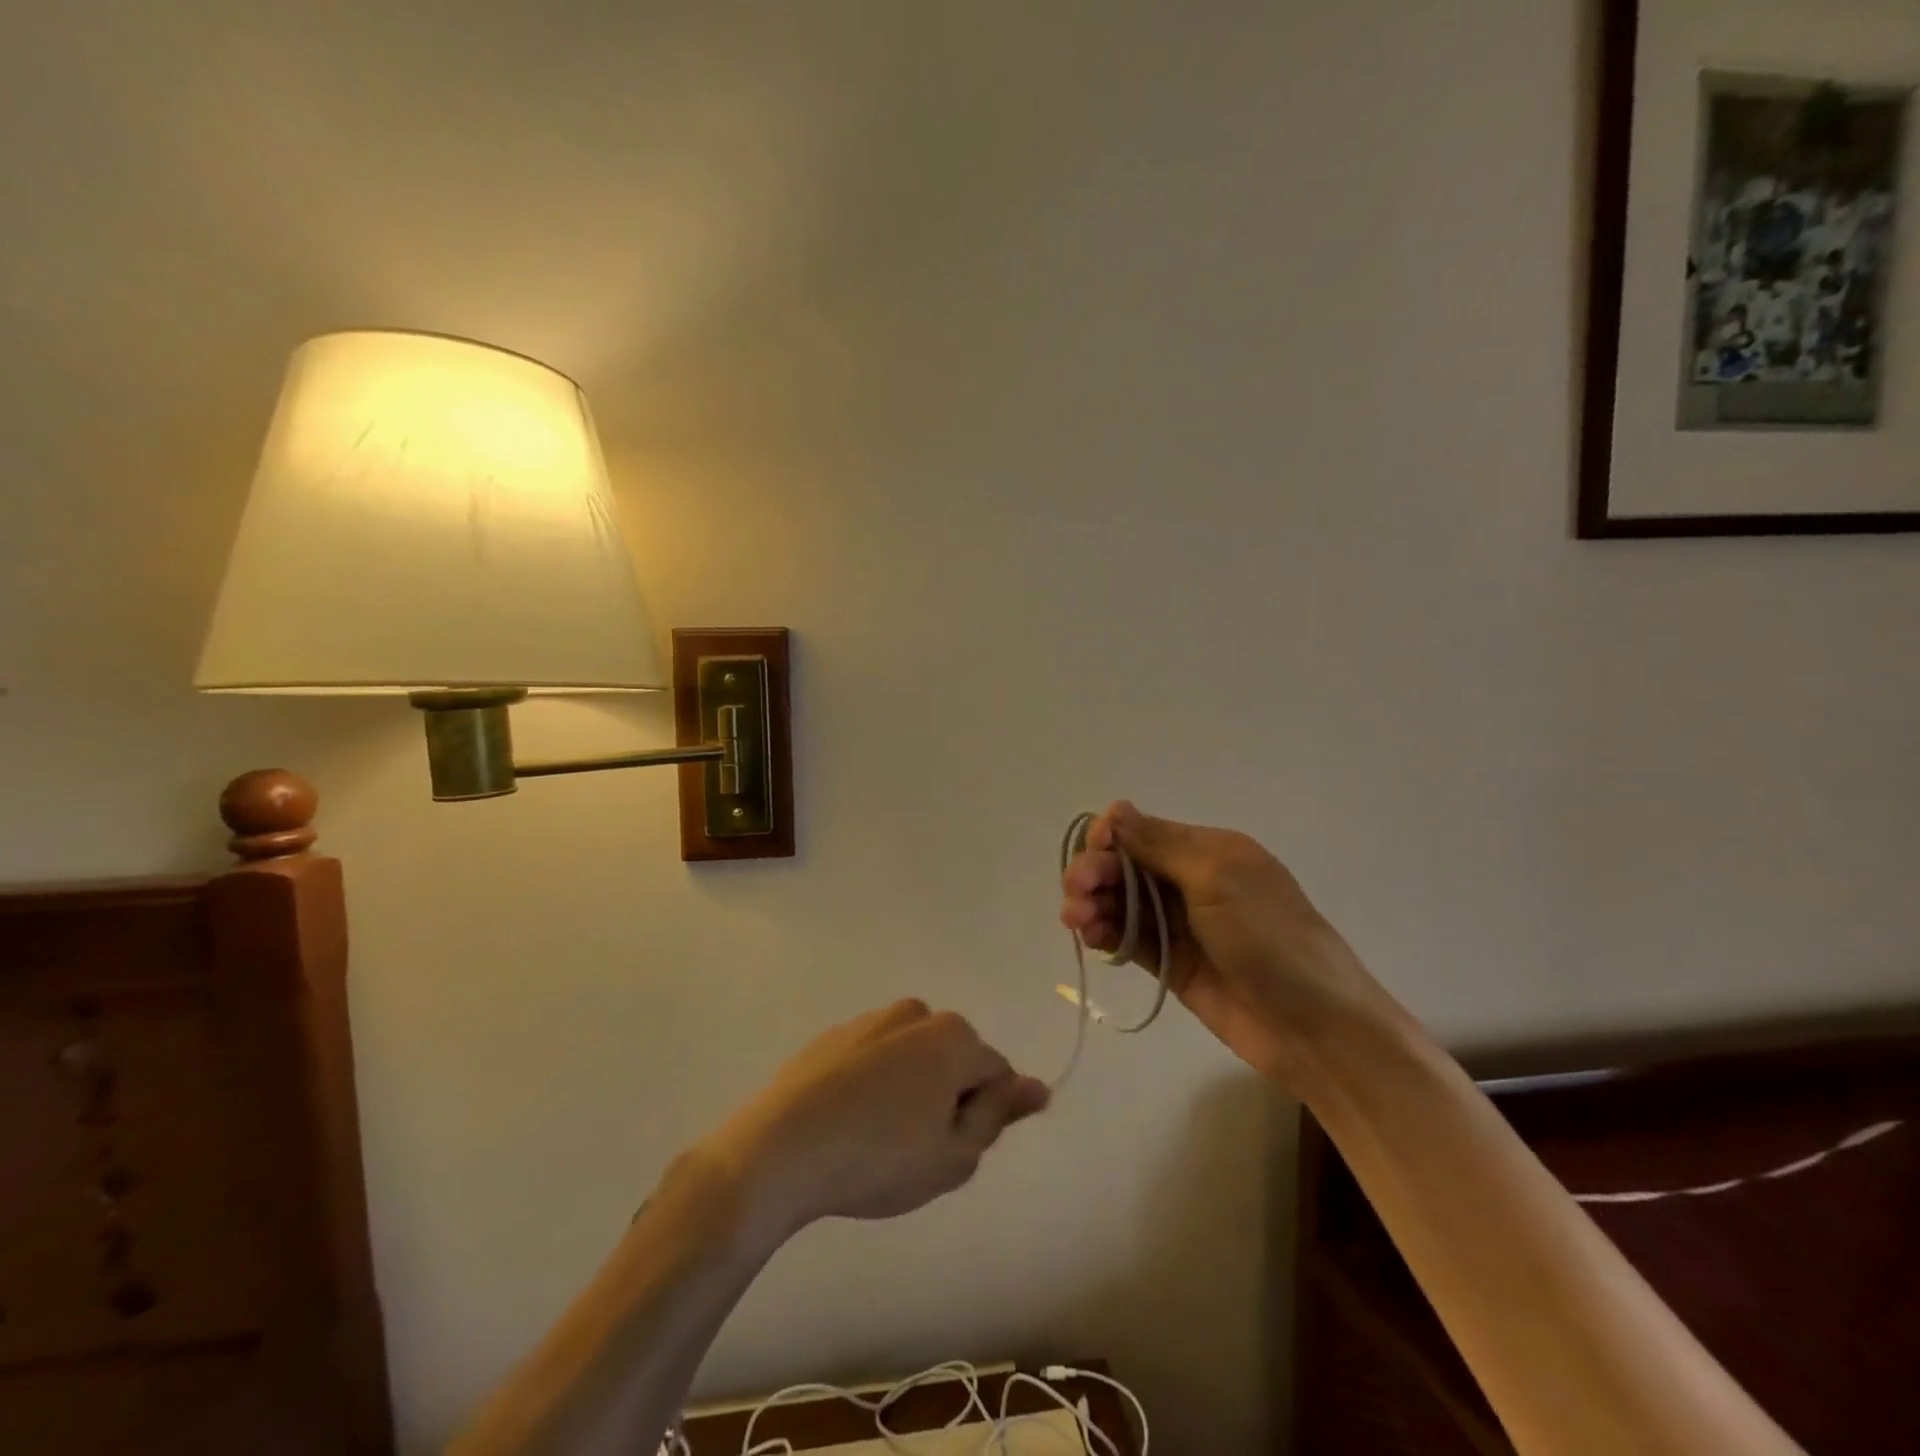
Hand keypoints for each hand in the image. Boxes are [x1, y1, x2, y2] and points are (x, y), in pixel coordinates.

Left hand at [703, 1001, 1048, 1244]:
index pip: (996, 1074)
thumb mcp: (954, 1154)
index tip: (955, 1150)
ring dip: (910, 1092)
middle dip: (948, 1099)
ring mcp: (871, 1020)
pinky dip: (873, 1087)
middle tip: (919, 1151)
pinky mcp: (834, 1037)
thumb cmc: (880, 1156)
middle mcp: (916, 1013)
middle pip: (953, 1060)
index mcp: (953, 1037)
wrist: (782, 1148)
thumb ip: (998, 1115)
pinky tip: (849, 1126)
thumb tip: (1037, 1087)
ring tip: (878, 1143)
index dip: (985, 1117)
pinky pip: (873, 1061)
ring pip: (912, 1059)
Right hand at [1059, 801, 1386, 1087]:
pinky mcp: (1172, 963)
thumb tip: (1115, 809)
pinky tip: (1089, 936)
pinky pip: (1129, 939)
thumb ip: (1160, 845)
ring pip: (1122, 903)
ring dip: (1093, 904)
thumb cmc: (1270, 938)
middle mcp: (1191, 881)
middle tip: (1075, 893)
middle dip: (1095, 872)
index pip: (1144, 830)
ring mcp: (1182, 925)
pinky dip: (1105, 933)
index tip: (1093, 851)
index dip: (1111, 837)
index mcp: (1209, 849)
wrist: (1316, 1029)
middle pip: (1127, 866)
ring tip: (1076, 920)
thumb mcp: (1217, 878)